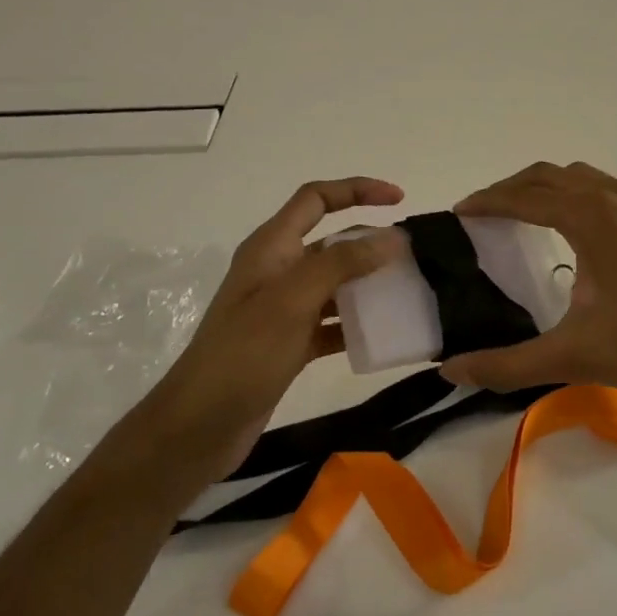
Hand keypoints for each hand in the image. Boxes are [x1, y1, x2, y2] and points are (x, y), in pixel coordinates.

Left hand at [143, 178, 404, 485]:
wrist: (200, 425)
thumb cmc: (243, 355)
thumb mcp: (293, 301)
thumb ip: (342, 264)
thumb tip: (393, 237)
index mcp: (271, 248)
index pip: (316, 199)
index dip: (357, 190)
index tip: (400, 199)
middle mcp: (277, 271)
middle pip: (331, 242)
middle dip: (371, 243)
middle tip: (415, 258)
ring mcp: (283, 309)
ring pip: (336, 284)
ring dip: (369, 284)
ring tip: (410, 292)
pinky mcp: (290, 343)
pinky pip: (332, 323)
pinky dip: (357, 324)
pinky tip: (385, 336)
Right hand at [437, 163, 616, 416]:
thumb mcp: (574, 357)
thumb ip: (507, 365)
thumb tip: (451, 371)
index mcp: (590, 218)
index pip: (524, 196)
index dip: (487, 202)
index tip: (460, 213)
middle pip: (551, 176)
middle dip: (513, 189)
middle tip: (485, 214)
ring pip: (585, 179)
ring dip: (549, 189)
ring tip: (526, 217)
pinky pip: (612, 191)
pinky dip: (581, 197)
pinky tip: (583, 232)